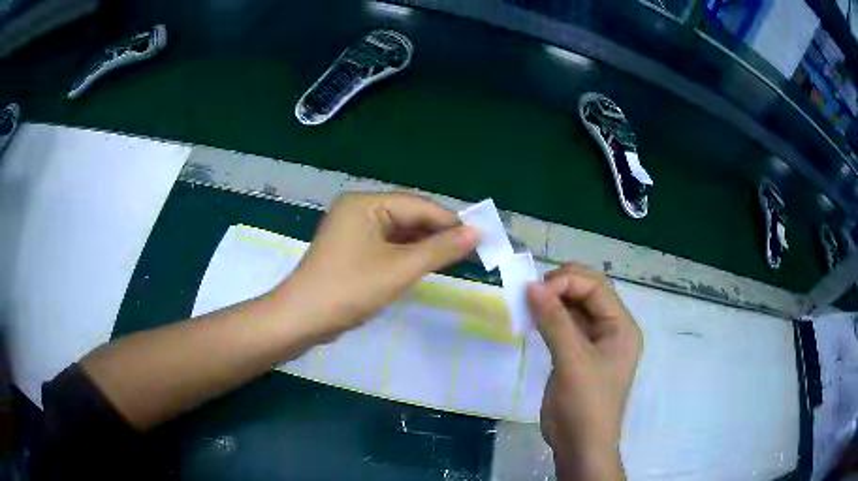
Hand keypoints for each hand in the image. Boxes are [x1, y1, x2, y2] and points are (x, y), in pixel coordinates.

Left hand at [273, 192, 478, 341]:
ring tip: (456, 258)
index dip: (450, 221)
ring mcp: (352, 230)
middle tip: (471, 250)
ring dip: (425, 245)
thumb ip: (440, 249)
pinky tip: (426, 263)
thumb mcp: (400, 269)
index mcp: (365, 204)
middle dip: (438, 233)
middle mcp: (358, 210)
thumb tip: (476, 233)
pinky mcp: (351, 249)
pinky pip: (387, 245)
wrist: (303, 319)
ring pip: (399, 232)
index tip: (480, 237)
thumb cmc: (350, 289)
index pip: (418, 205)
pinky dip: (407, 254)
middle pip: (408, 216)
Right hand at [527, 264, 642, 480]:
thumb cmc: (585, 403)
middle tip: (530, 292)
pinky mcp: (578, 355)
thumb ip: (554, 321)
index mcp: (621, 326)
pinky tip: (533, 318)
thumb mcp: (572, 360)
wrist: (580, 445)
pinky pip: (565, 326)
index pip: (596, 288)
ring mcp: (595, 343)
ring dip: (552, 301)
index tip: (533, 290)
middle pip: (588, 292)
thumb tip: (531, 286)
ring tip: (527, 302)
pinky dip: (549, 319)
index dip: (566, 282)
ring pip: (575, 308)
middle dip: (560, 286)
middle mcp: (612, 329)